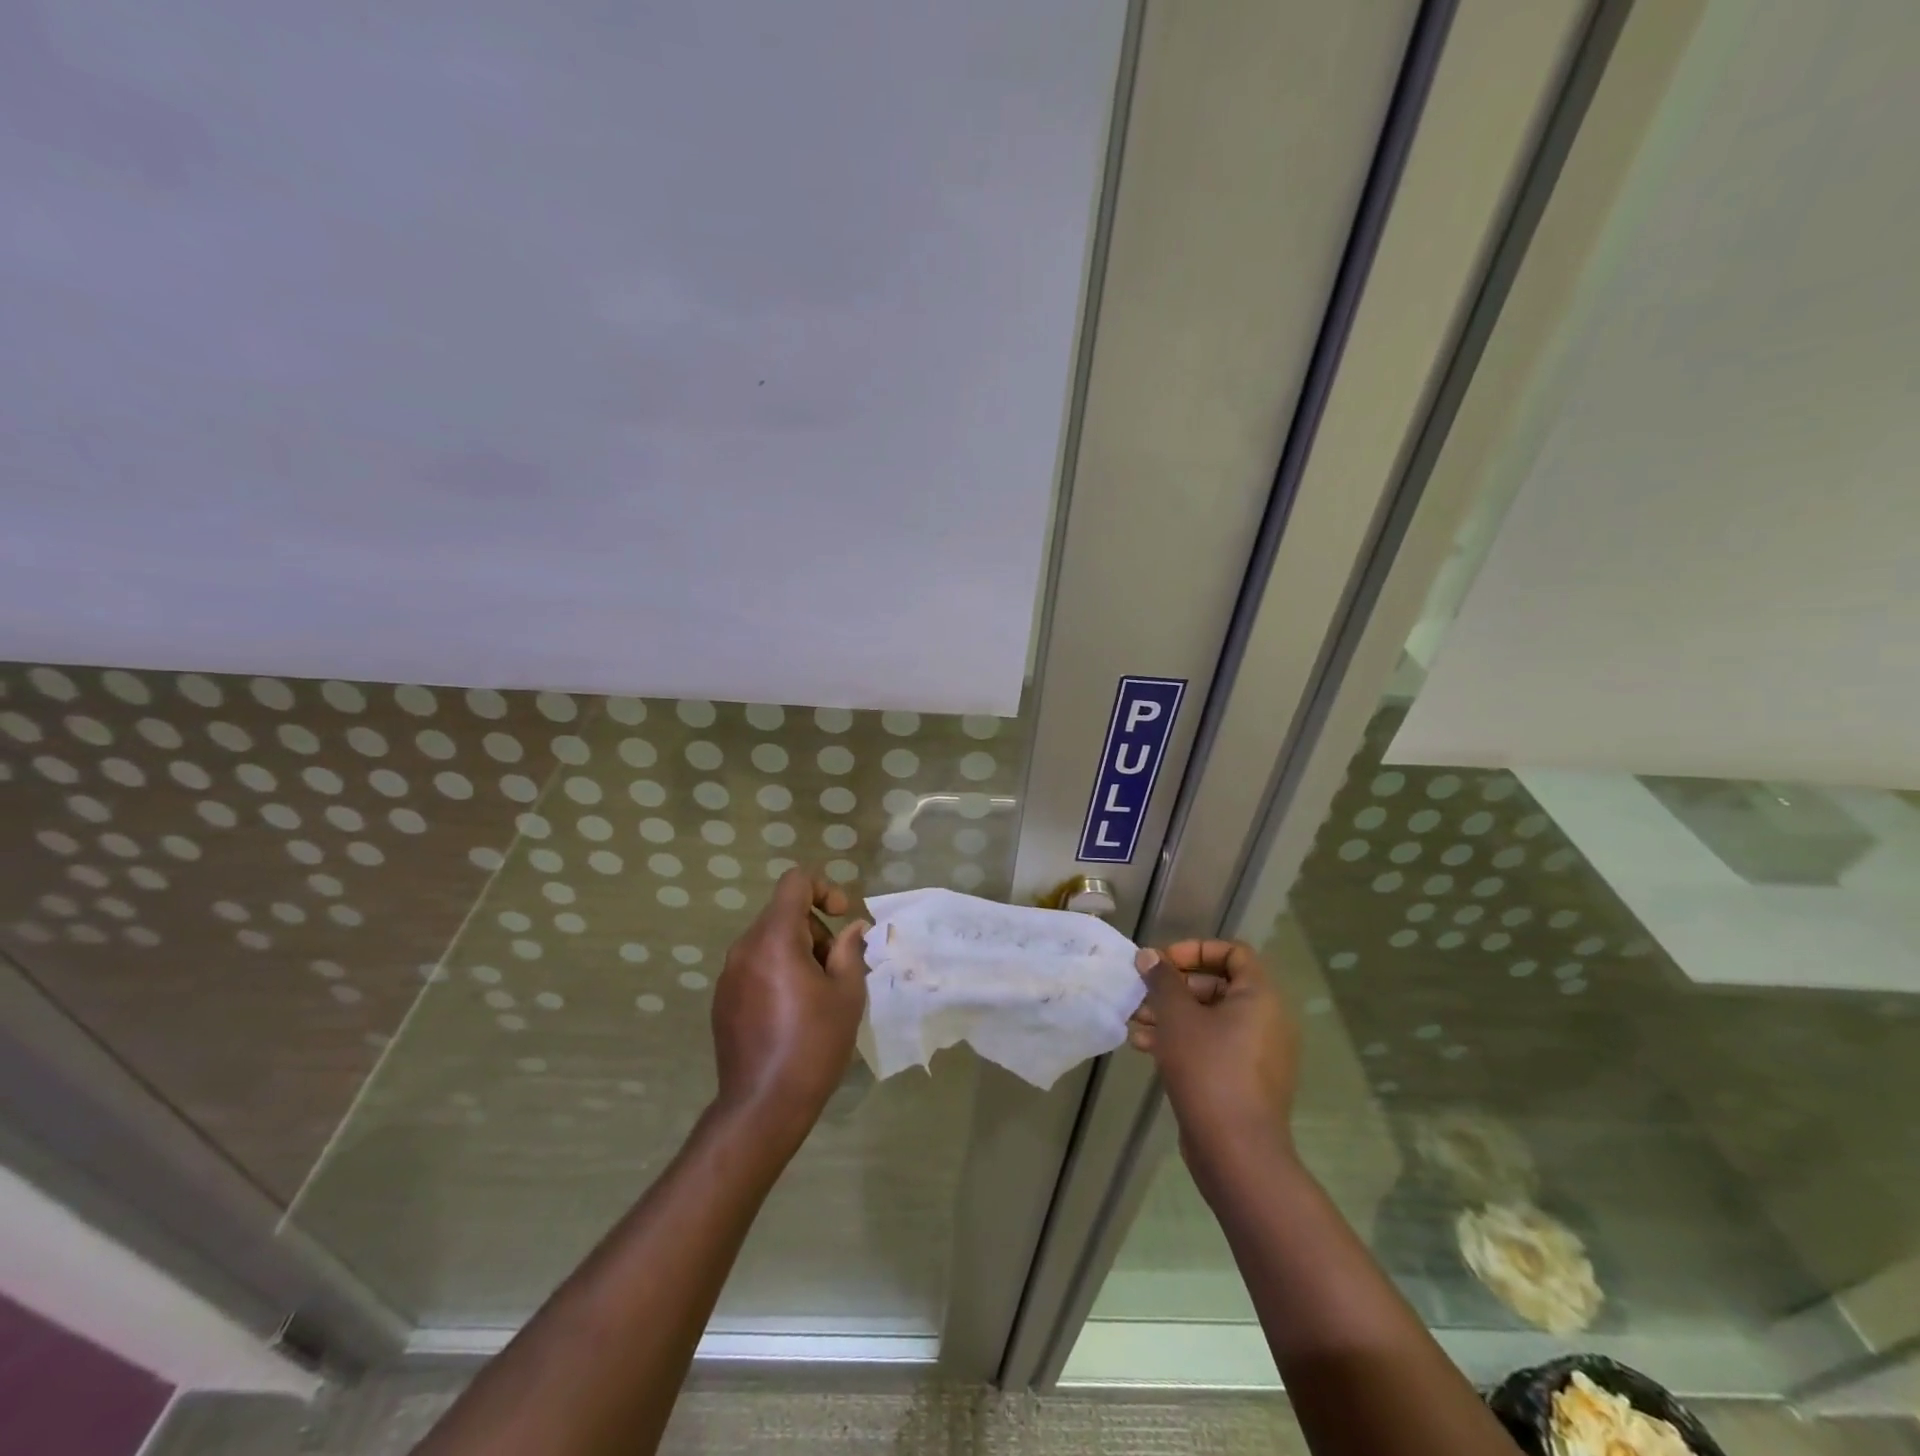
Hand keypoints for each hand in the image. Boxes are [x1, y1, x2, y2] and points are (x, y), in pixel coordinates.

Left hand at [710, 869, 868, 1151]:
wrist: (763, 1106)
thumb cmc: (813, 1044)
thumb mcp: (847, 994)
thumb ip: (851, 950)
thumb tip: (852, 928)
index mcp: (775, 939)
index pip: (794, 882)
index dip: (824, 888)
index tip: (841, 918)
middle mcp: (745, 948)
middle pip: (783, 913)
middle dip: (816, 929)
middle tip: (837, 968)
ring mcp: (729, 974)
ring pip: (770, 940)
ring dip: (799, 951)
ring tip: (818, 994)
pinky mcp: (723, 999)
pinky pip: (755, 965)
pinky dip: (778, 971)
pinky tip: (793, 1011)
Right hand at [1128, 940, 1299, 1181]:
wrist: (1236, 1151)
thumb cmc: (1208, 1069)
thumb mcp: (1177, 1016)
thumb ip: (1162, 980)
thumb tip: (1150, 956)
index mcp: (1260, 997)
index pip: (1233, 953)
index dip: (1195, 950)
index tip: (1163, 962)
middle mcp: (1266, 1020)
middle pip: (1217, 985)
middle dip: (1174, 987)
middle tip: (1141, 993)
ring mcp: (1257, 1053)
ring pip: (1210, 1018)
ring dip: (1171, 1014)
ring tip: (1135, 1020)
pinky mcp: (1244, 1080)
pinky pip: (1212, 1046)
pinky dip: (1182, 1040)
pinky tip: (1145, 1047)